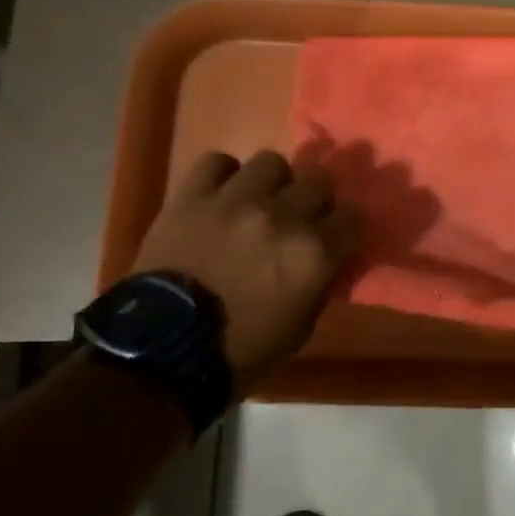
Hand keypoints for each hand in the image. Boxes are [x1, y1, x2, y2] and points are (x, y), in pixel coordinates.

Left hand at [133, 150, 357, 394]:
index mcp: (314, 253)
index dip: (345, 227)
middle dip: (313, 201)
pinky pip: (216, 162)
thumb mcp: (300, 328)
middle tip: (298, 219)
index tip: (336, 237)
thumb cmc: (239, 351)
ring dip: (271, 183)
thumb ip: (319, 284)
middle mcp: (283, 216)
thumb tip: (326, 260)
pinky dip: (222, 176)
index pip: (353, 217)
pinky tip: (220, 195)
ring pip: (271, 163)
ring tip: (259, 201)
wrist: (161, 353)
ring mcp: (236, 201)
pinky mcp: (193, 196)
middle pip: (318, 182)